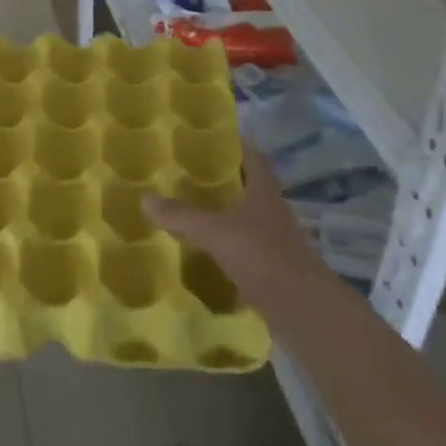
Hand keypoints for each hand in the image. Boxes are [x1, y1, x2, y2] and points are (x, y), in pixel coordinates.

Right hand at [142, 145, 322, 303]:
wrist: (301, 308)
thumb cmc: (261, 255)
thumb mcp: (214, 231)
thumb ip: (181, 215)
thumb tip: (145, 198)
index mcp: (263, 190)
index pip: (250, 155)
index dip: (232, 144)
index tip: (208, 137)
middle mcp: (272, 209)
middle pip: (247, 185)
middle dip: (221, 179)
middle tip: (187, 172)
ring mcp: (274, 239)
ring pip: (245, 217)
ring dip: (223, 213)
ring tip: (190, 208)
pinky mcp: (272, 267)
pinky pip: (244, 246)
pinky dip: (226, 244)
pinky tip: (204, 249)